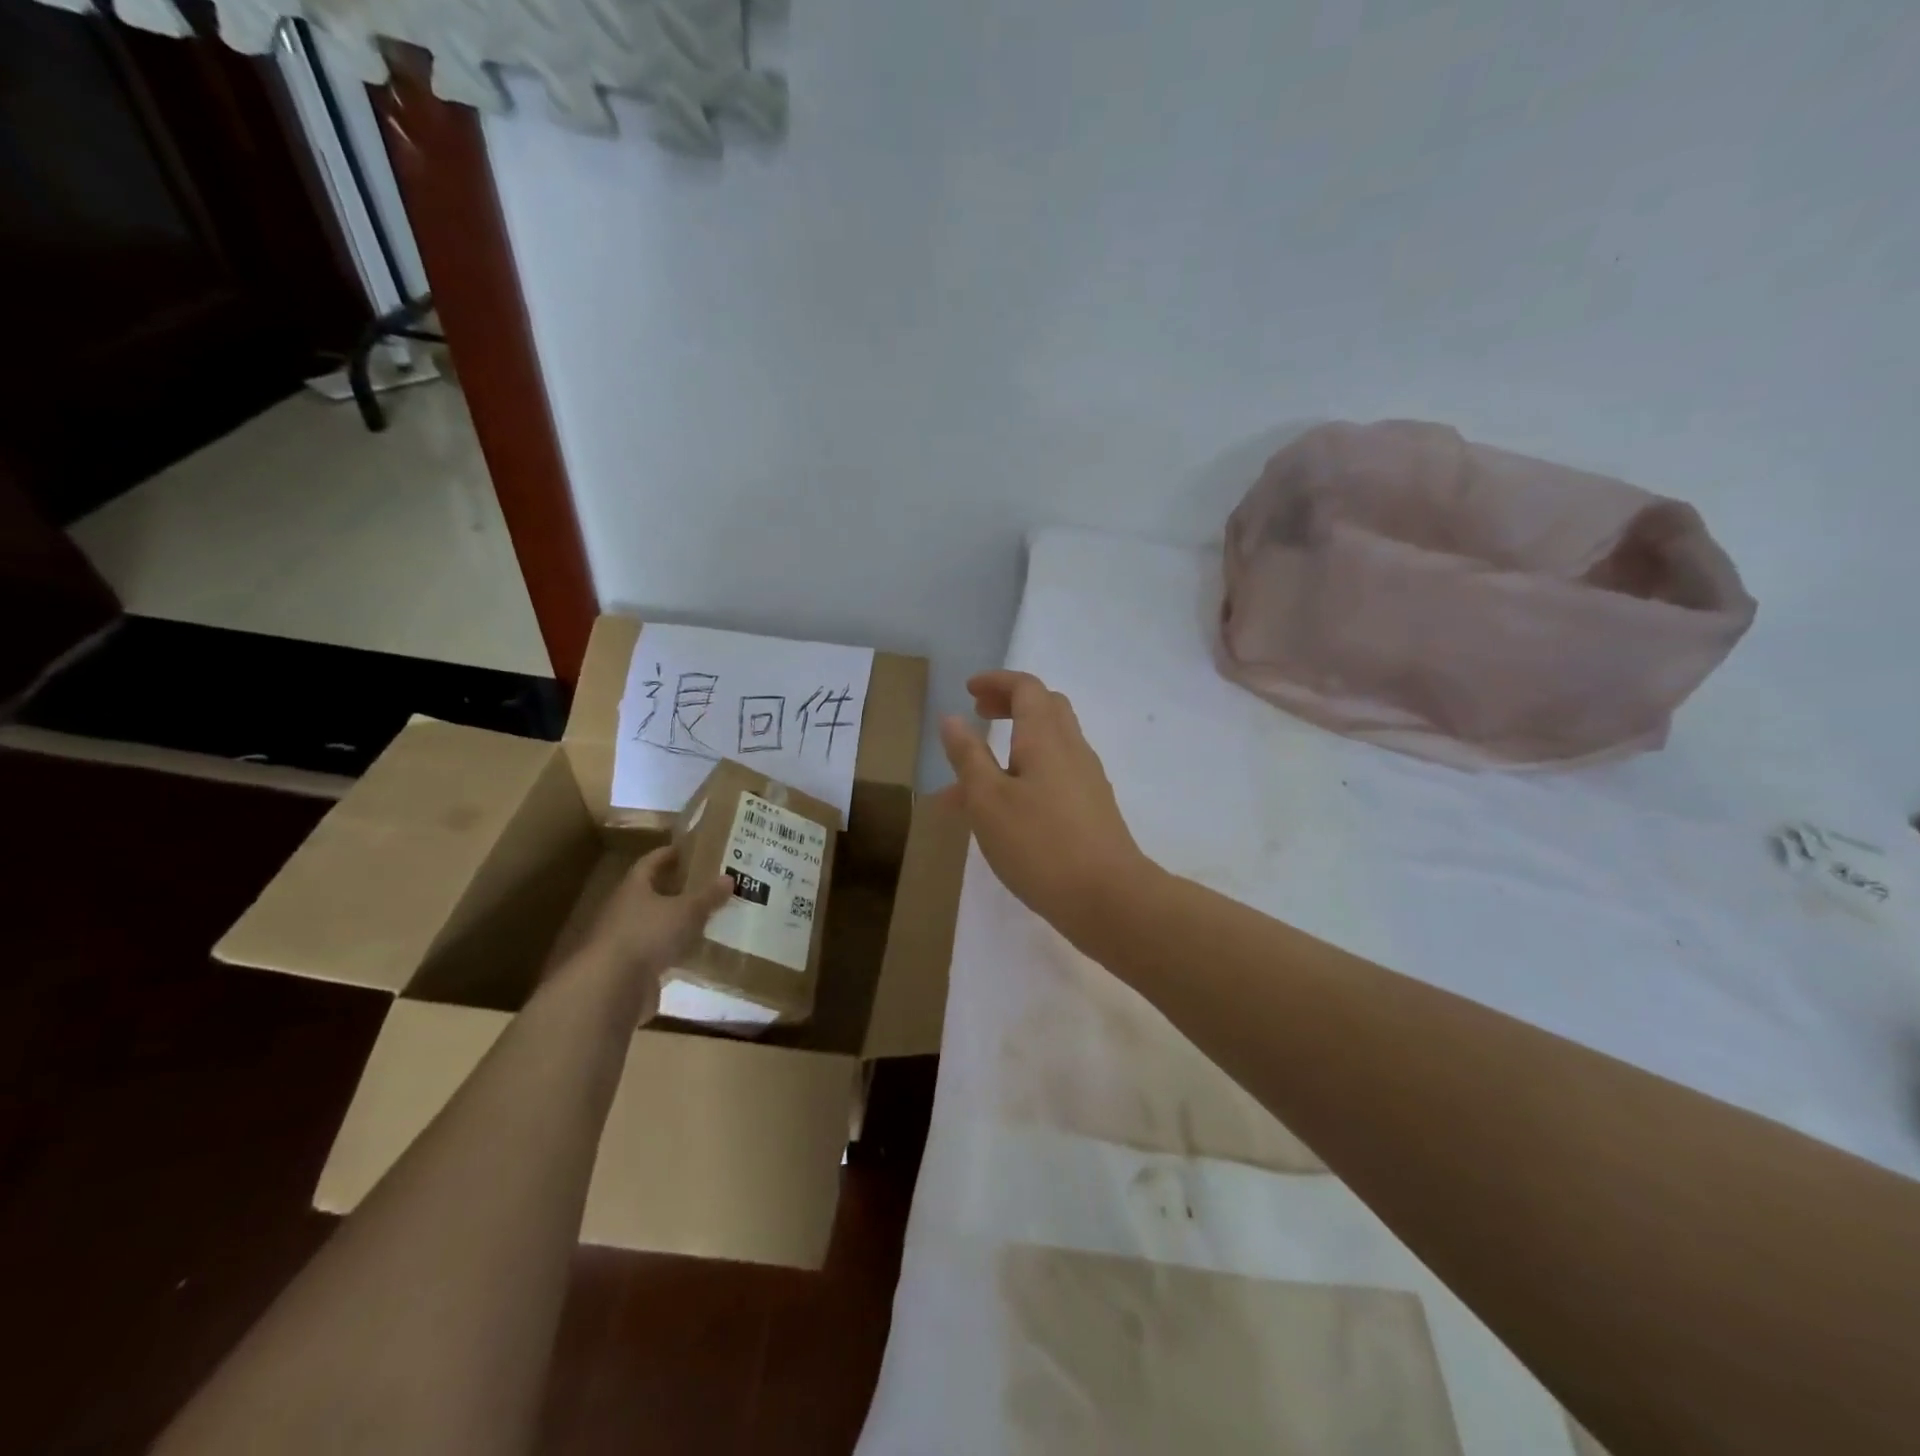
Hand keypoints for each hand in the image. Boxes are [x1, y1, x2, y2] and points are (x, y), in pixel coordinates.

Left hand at [572, 846, 731, 1013]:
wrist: (611, 987)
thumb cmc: (647, 935)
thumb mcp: (686, 911)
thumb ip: (707, 896)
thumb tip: (729, 878)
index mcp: (634, 888)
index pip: (650, 862)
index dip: (668, 854)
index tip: (688, 849)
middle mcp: (625, 910)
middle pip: (651, 893)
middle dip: (676, 888)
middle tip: (705, 883)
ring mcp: (625, 940)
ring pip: (655, 923)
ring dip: (676, 921)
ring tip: (706, 916)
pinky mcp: (631, 968)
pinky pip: (656, 951)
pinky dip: (674, 949)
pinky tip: (695, 950)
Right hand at [939, 671, 1153, 942]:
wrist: (1109, 898)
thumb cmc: (1040, 844)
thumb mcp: (988, 800)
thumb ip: (968, 756)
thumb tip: (952, 718)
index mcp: (1046, 737)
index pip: (1026, 688)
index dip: (997, 682)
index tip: (969, 691)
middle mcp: (1072, 749)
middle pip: (1045, 708)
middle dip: (1010, 704)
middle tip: (979, 714)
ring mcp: (1086, 780)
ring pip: (1049, 745)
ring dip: (1012, 745)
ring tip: (972, 778)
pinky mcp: (1092, 809)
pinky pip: (1054, 775)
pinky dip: (1025, 774)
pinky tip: (1003, 811)